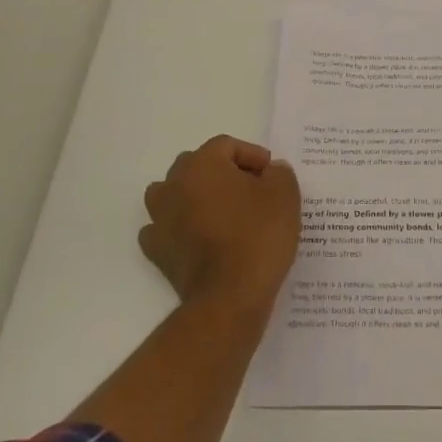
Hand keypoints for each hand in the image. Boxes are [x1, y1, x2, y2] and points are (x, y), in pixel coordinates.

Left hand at [141, 136, 300, 311]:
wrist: (230, 296)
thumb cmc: (258, 236)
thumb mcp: (285, 195)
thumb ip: (279, 173)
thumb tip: (270, 171)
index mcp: (202, 164)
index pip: (227, 145)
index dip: (253, 156)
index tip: (271, 175)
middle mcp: (173, 184)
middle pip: (198, 165)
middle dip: (225, 174)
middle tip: (252, 192)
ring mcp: (159, 218)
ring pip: (176, 194)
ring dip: (197, 197)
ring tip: (224, 214)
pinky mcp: (156, 250)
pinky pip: (166, 227)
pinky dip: (182, 228)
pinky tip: (202, 238)